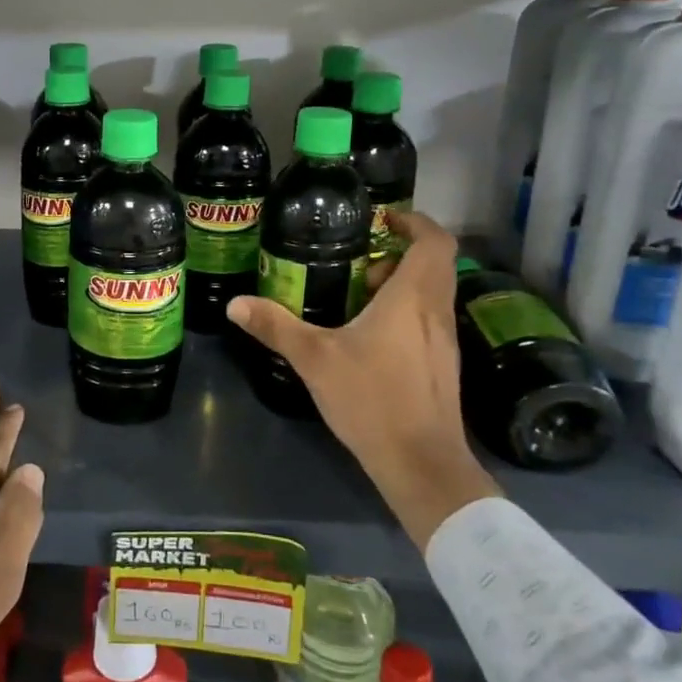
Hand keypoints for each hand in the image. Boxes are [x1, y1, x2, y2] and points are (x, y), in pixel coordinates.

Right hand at [226, 211, 499, 549]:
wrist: (421, 463)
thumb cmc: (372, 399)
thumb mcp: (315, 359)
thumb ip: (276, 326)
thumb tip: (235, 303)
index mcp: (413, 297)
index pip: (433, 241)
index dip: (414, 221)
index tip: (383, 218)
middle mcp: (437, 311)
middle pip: (434, 264)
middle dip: (399, 252)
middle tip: (359, 259)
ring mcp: (445, 341)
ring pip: (431, 294)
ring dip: (401, 284)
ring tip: (358, 295)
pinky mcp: (443, 366)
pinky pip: (428, 320)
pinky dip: (405, 312)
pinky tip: (370, 336)